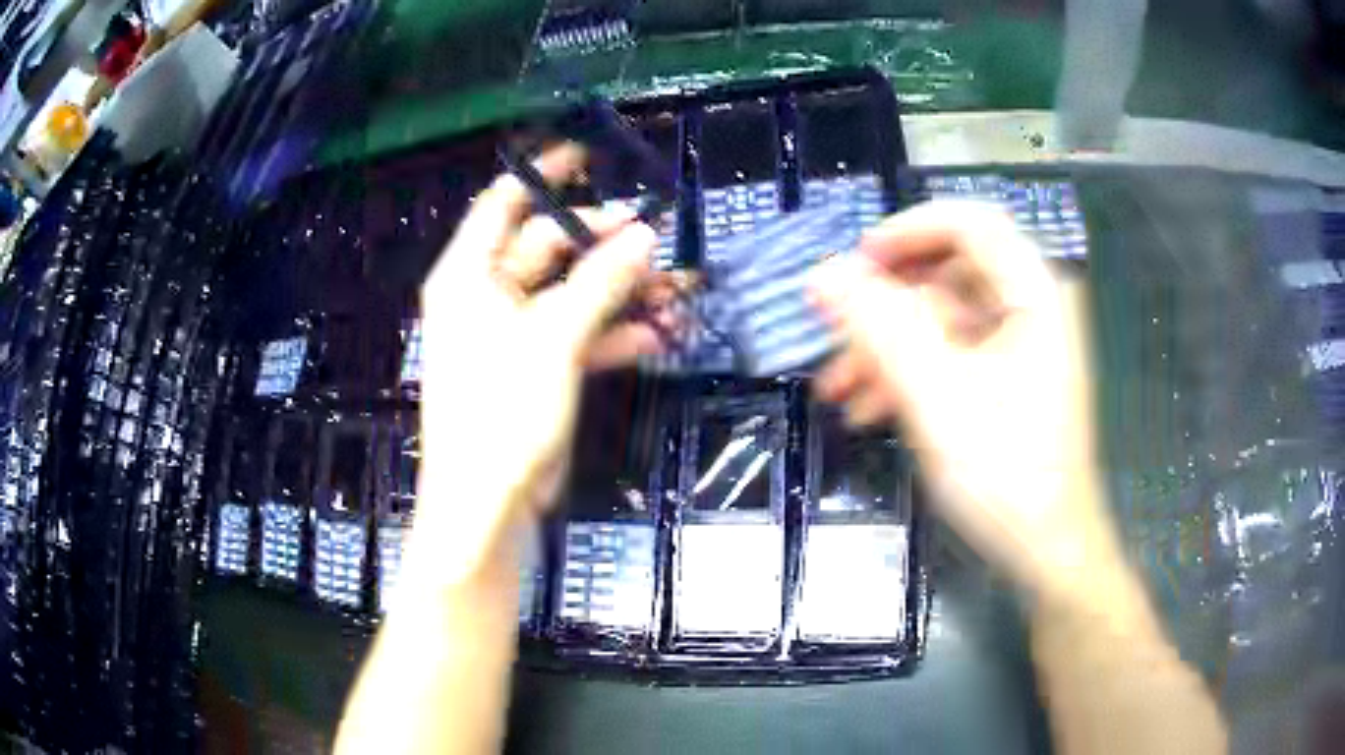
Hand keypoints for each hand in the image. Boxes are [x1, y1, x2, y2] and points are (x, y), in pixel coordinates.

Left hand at [413, 145, 661, 584]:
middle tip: (655, 239)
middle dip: (602, 243)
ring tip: (671, 289)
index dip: (542, 176)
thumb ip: (600, 282)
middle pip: (547, 247)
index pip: (503, 204)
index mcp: (469, 276)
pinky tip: (655, 336)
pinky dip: (613, 335)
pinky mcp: (536, 370)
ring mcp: (513, 335)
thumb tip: (644, 233)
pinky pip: (578, 337)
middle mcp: (487, 297)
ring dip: (618, 292)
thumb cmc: (502, 413)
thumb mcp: (553, 339)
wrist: (490, 506)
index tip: (589, 156)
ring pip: (571, 294)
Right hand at [809, 201, 1118, 598]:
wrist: (1047, 552)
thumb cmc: (1007, 474)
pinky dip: (909, 375)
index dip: (907, 231)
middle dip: (884, 308)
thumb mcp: (937, 397)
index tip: (854, 264)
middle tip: (831, 335)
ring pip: (941, 321)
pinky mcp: (1008, 379)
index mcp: (1034, 293)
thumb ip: (880, 327)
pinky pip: (951, 356)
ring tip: (836, 391)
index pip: (969, 223)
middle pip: (948, 276)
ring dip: (886, 349)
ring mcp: (1020, 346)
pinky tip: (866, 410)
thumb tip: (821, 273)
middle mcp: (1031, 307)